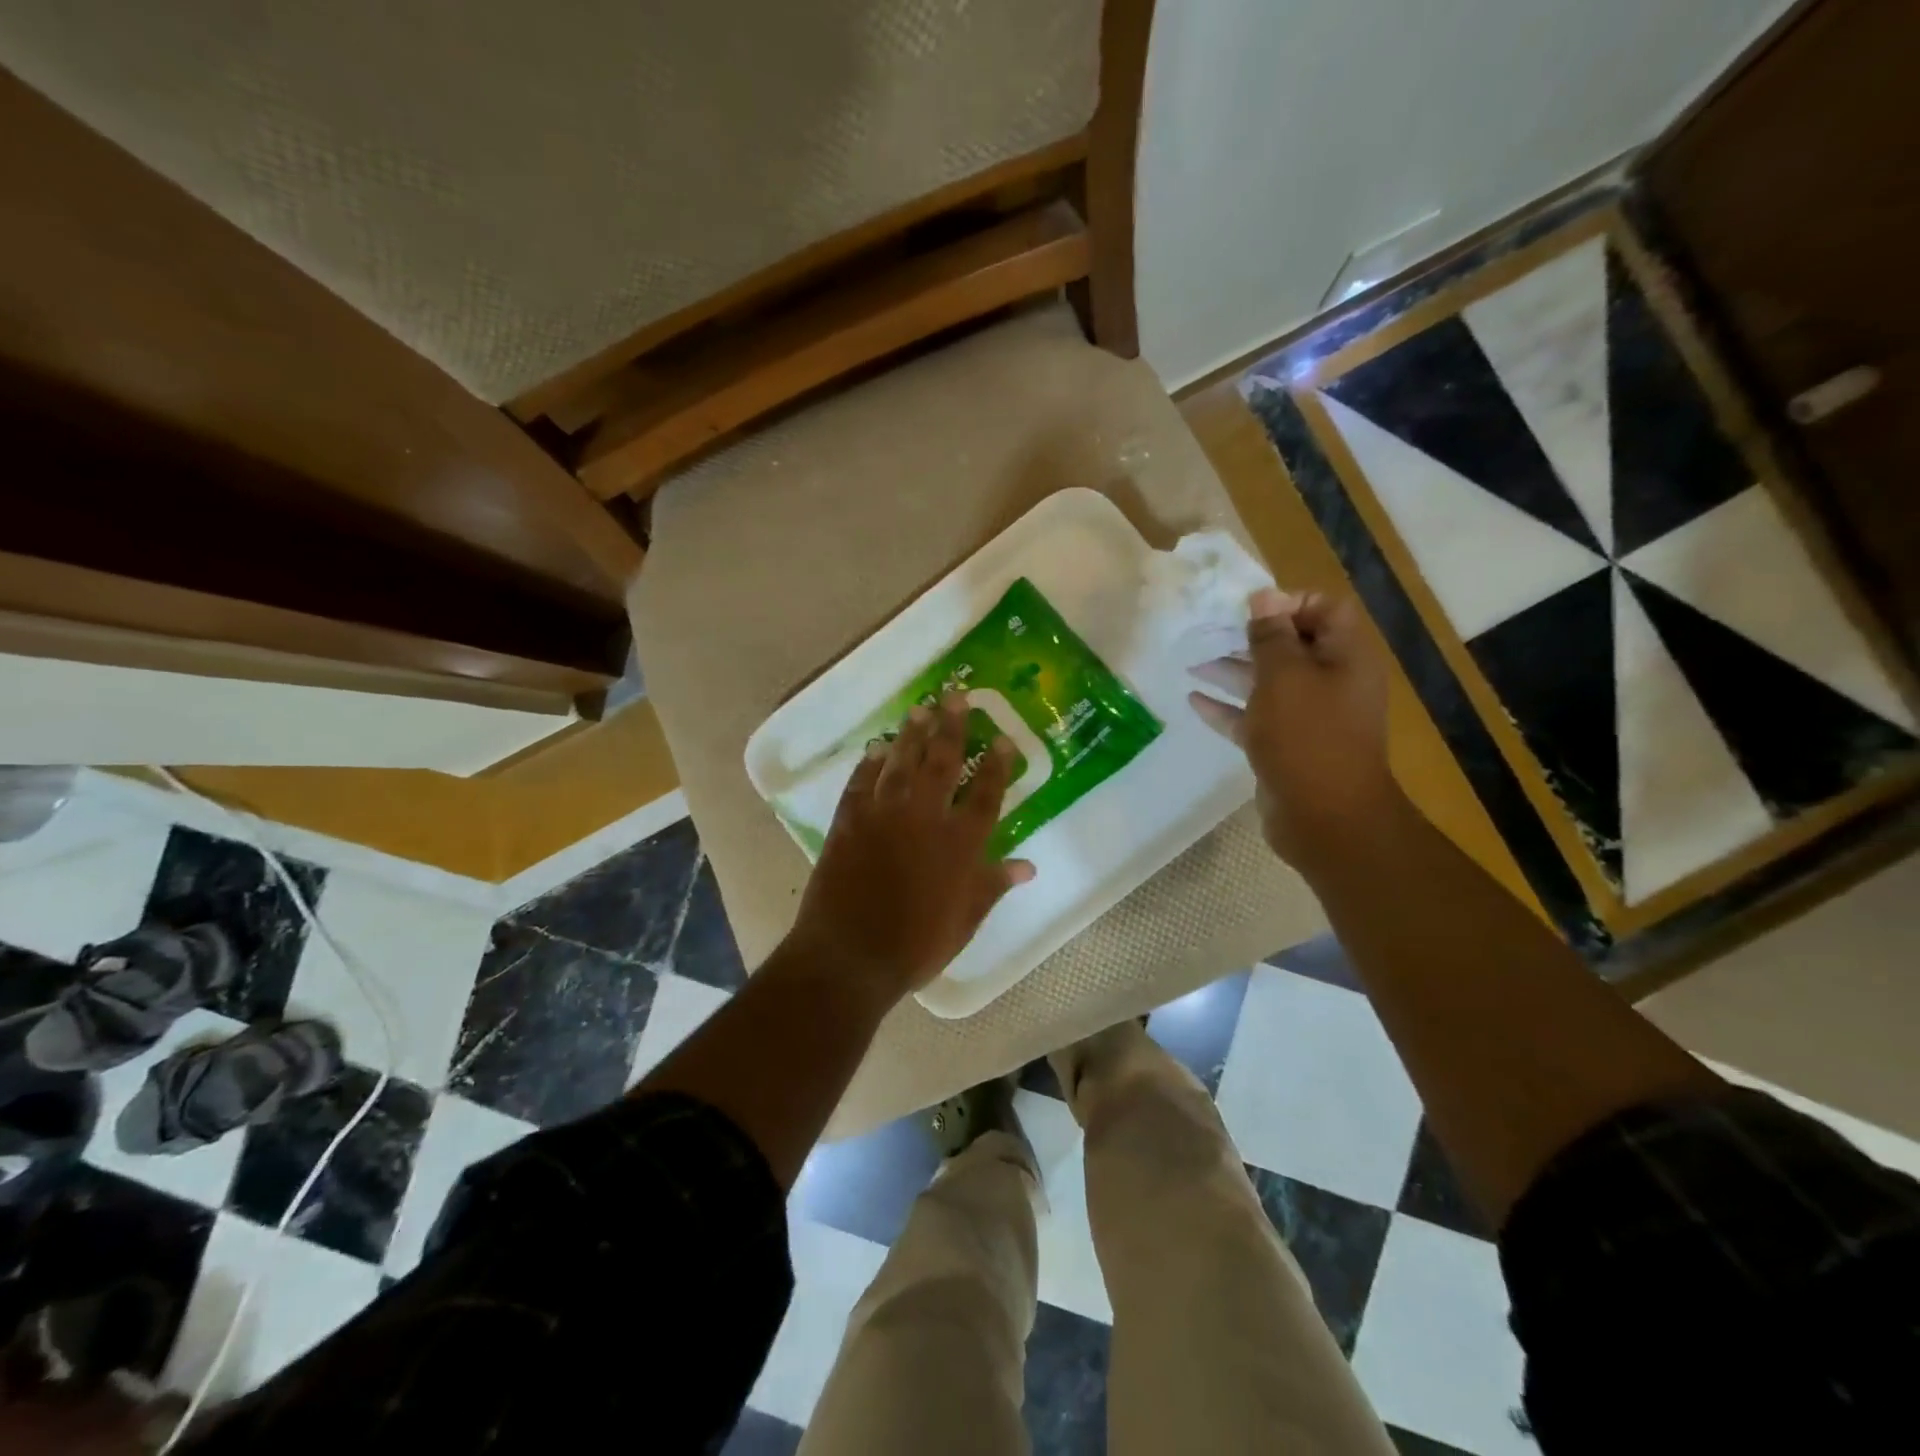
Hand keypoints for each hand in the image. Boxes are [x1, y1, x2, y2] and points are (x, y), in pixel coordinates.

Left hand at [785, 691, 1035, 1006]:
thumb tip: (1028, 866)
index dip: (996, 765)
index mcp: (959, 844)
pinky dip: (868, 765)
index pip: (985, 794)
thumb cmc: (916, 945)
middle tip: (957, 696)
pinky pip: (861, 783)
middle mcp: (924, 818)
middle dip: (952, 728)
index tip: (1002, 738)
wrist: (850, 956)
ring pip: (901, 764)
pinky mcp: (849, 822)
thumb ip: (993, 886)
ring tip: (921, 710)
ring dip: (912, 735)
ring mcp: (883, 816)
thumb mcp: (965, 921)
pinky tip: (875, 749)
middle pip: (942, 763)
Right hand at [1188, 588, 1401, 871]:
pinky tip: (1193, 700)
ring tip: (1193, 661)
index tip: (1246, 610)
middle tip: (1209, 631)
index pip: (1323, 609)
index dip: (1286, 603)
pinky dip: (1228, 708)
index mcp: (1345, 657)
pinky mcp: (1286, 745)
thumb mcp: (1284, 676)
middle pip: (1290, 646)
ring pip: (1268, 683)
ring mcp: (1309, 717)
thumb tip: (1264, 595)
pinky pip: (1255, 718)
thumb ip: (1271, 635)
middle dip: (1250, 637)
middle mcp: (1332, 682)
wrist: (1325, 817)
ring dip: (1232, 670)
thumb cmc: (1307, 735)